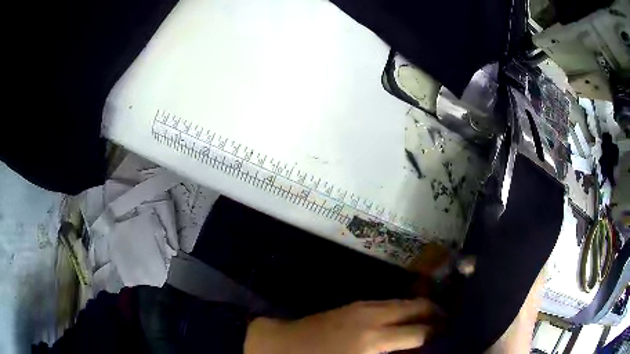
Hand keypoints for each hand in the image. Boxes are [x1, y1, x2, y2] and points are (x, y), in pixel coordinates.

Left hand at [244, 299, 437, 353]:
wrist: (281, 344)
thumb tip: (410, 351)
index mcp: (374, 339)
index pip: (419, 332)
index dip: (438, 333)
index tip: (452, 334)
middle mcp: (373, 316)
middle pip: (415, 308)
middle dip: (436, 313)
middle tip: (450, 322)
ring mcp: (362, 307)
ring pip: (402, 302)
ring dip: (420, 309)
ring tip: (433, 318)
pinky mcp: (353, 306)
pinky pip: (387, 304)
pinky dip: (402, 309)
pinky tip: (406, 318)